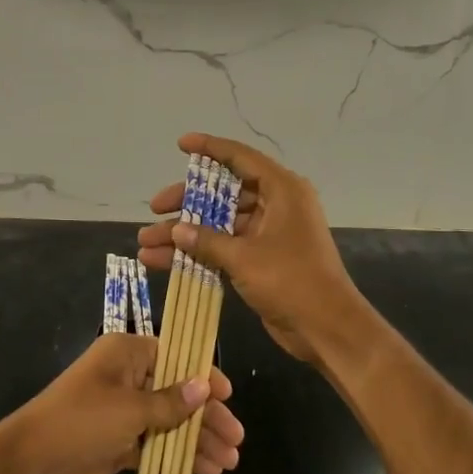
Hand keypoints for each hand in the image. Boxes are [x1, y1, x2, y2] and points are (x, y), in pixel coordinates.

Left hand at [0, 331, 243, 473]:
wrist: (30, 466)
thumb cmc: (81, 422)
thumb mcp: (130, 409)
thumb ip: (170, 402)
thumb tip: (205, 386)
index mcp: (126, 354)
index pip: (175, 356)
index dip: (203, 375)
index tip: (229, 395)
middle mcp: (126, 378)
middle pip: (176, 392)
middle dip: (206, 416)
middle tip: (237, 439)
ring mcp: (121, 413)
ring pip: (168, 422)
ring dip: (197, 440)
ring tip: (229, 463)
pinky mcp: (117, 444)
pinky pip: (155, 445)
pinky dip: (178, 456)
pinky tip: (205, 471)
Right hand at [137, 133, 371, 367]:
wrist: (326, 329)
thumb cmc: (291, 280)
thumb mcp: (244, 258)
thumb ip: (206, 241)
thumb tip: (176, 230)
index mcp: (282, 190)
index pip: (240, 158)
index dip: (209, 148)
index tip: (181, 144)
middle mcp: (277, 205)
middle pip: (224, 194)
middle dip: (187, 203)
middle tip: (155, 208)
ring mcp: (269, 233)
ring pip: (220, 224)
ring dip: (185, 234)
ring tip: (146, 243)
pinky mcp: (262, 259)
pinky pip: (224, 247)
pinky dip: (199, 253)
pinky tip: (163, 261)